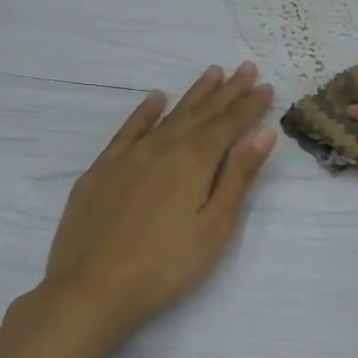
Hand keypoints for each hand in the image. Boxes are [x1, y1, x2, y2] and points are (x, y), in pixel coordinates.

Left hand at [39, 62, 275, 343]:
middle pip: (201, 113)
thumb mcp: (215, 226)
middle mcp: (162, 148)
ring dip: (193, 95)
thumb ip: (238, 176)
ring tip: (211, 73)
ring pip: (168, 116)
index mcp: (194, 161)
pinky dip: (144, 112)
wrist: (91, 290)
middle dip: (227, 91)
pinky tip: (155, 99)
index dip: (250, 105)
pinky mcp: (101, 171)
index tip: (266, 85)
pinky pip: (128, 130)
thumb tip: (262, 133)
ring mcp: (127, 157)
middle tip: (245, 68)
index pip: (230, 124)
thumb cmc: (166, 265)